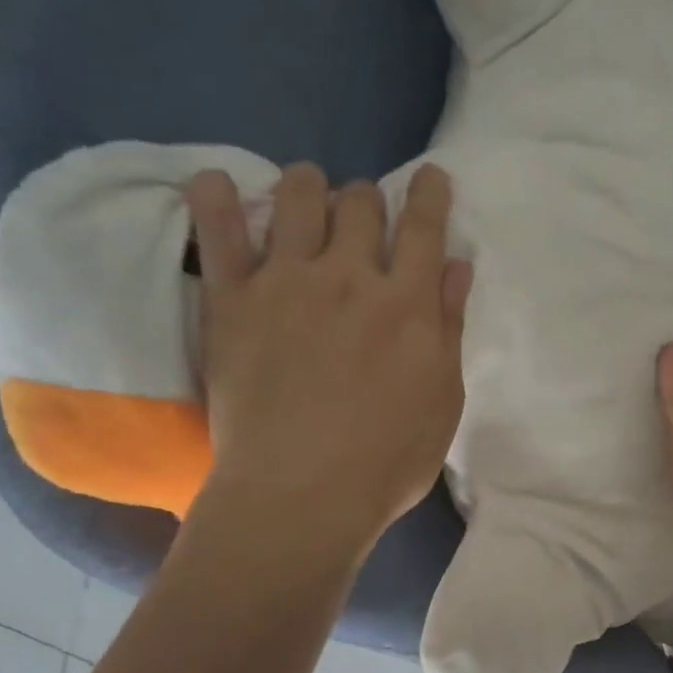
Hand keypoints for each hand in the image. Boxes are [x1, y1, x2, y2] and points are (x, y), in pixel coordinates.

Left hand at [184, 162, 470, 553]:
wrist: (303, 494)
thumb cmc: (389, 459)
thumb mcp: (444, 399)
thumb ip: (449, 327)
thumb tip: (456, 266)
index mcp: (409, 303)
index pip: (424, 225)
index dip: (429, 193)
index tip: (429, 178)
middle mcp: (351, 277)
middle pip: (360, 203)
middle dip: (368, 199)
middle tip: (364, 219)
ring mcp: (287, 283)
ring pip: (298, 197)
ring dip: (309, 186)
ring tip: (307, 197)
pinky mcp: (233, 300)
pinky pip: (218, 231)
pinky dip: (216, 197)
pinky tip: (218, 183)